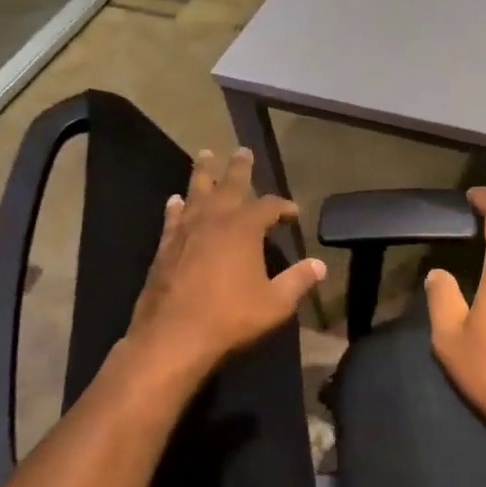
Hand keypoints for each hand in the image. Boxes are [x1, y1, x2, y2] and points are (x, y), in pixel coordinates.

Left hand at [125, 147, 325, 380]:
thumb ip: (298, 281)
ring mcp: (186, 230)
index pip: (269, 206)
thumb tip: (320, 265)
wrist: (174, 336)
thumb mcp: (275, 303)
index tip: (293, 212)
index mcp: (244, 228)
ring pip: (196, 191)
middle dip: (239, 167)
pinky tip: (175, 201)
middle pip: (230, 184)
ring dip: (203, 173)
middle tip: (242, 150)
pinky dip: (176, 206)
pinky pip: (173, 217)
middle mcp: (215, 219)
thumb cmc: (230, 317)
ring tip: (204, 155)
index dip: (283, 207)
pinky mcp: (165, 246)